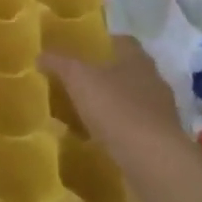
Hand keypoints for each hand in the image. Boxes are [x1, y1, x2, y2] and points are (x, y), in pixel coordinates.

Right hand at [41, 37, 195, 184]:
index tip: (84, 49)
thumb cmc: (116, 108)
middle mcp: (153, 81)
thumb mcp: (78, 79)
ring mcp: (160, 112)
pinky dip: (118, 131)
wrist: (152, 160)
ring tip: (85, 113)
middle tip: (79, 81)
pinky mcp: (160, 140)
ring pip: (132, 101)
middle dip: (106, 75)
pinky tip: (99, 139)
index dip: (104, 42)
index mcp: (137, 60)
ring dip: (113, 105)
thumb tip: (41, 55)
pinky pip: (134, 128)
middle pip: (128, 71)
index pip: (124, 41)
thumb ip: (60, 64)